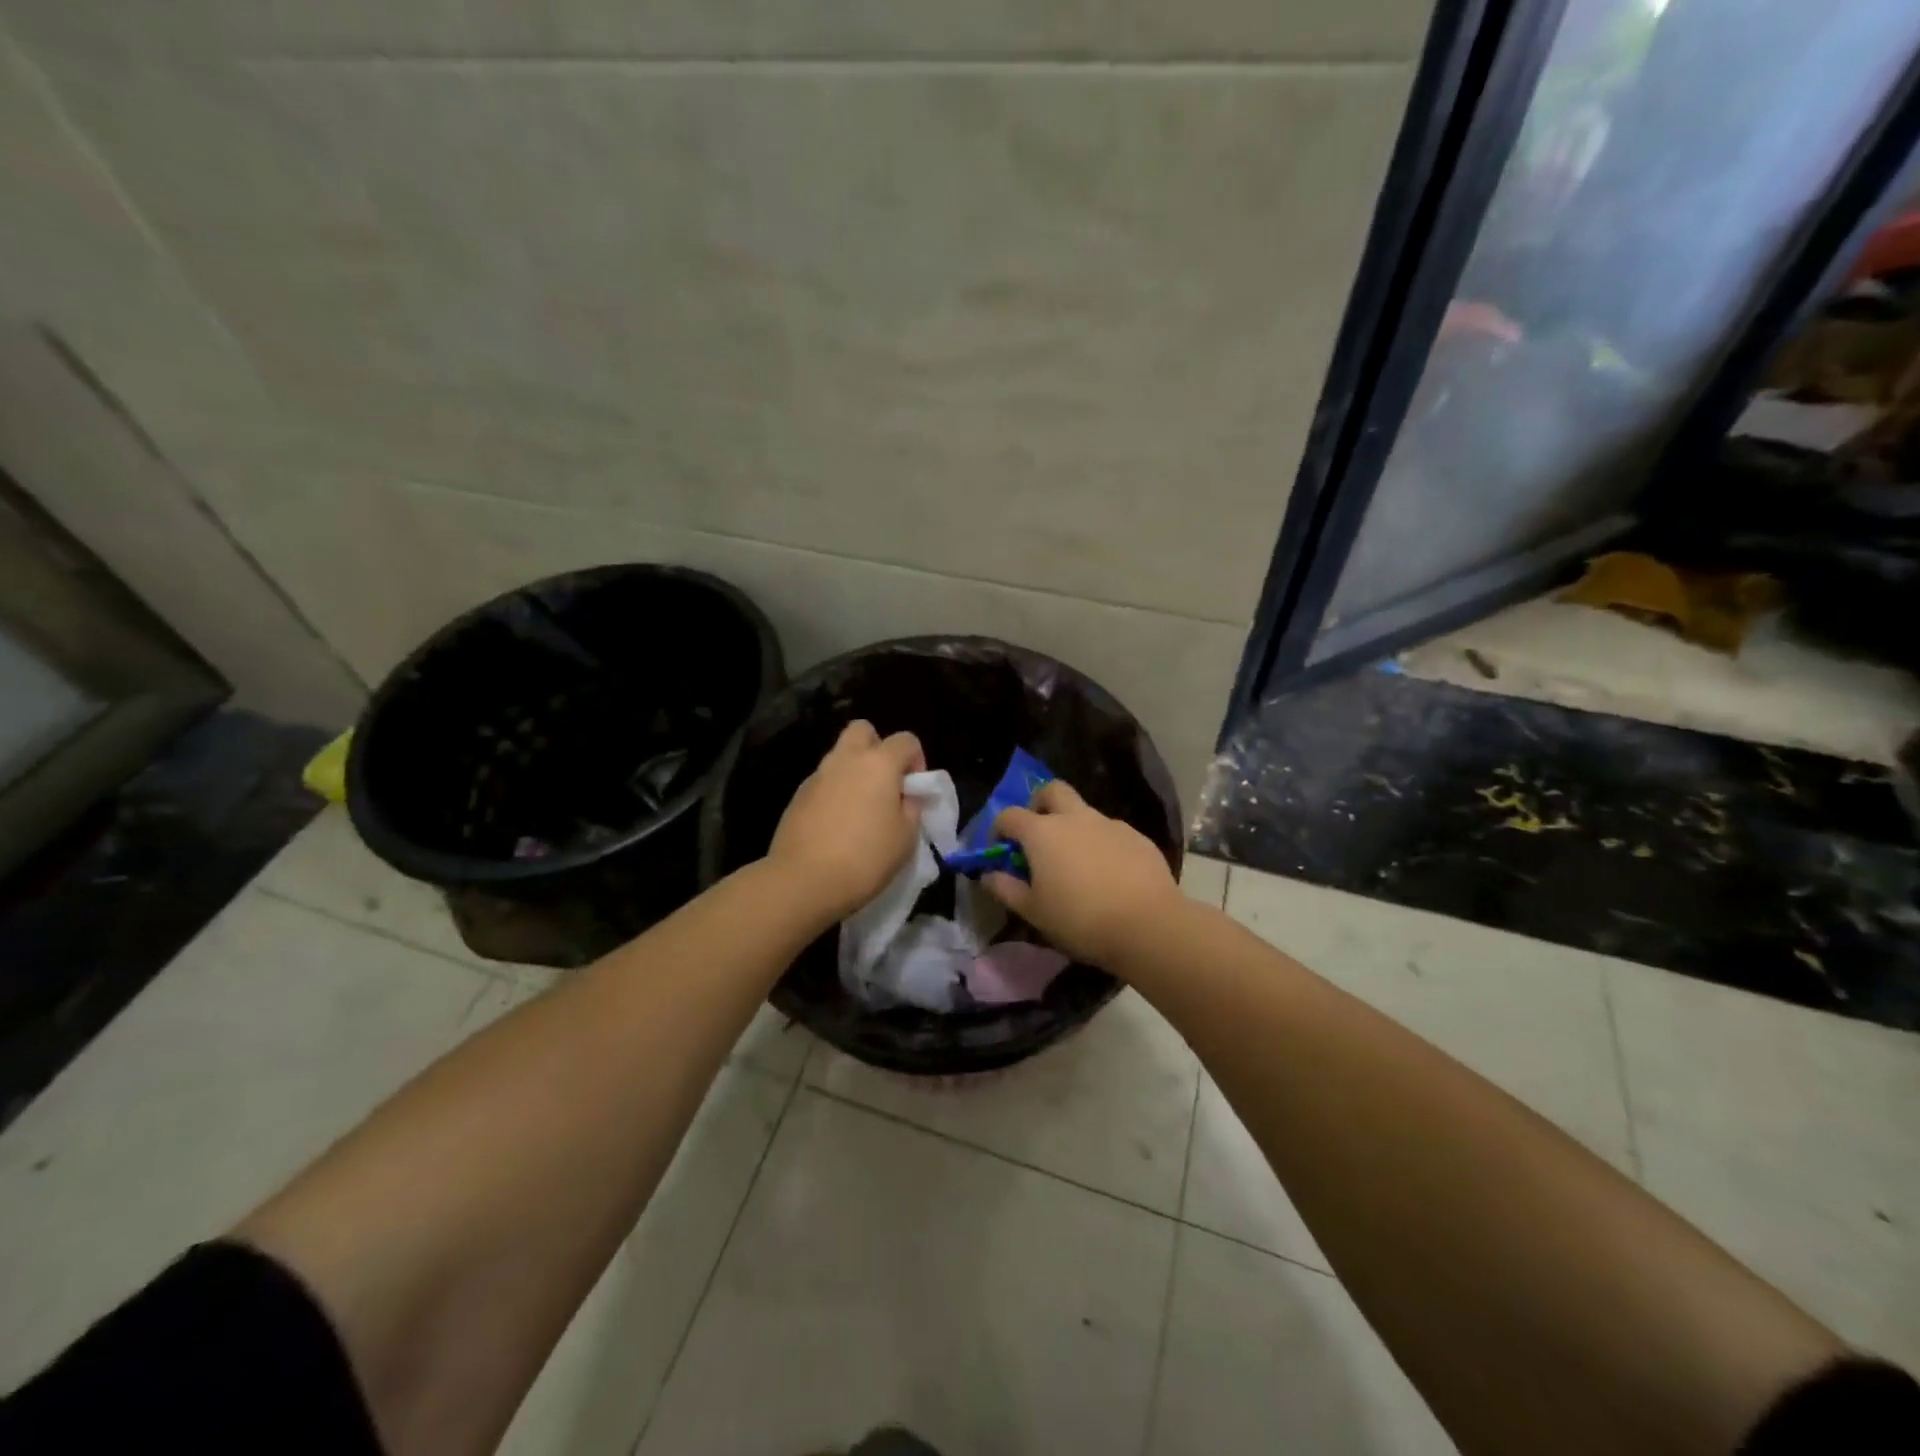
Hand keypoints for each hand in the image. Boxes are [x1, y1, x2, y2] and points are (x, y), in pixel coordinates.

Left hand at [768, 720, 926, 922]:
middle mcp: (846, 759)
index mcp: (879, 763)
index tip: (914, 790)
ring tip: (861, 810)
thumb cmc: (865, 858)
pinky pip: (823, 782)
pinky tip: (837, 826)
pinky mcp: (797, 796)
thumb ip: (912, 808)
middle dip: (877, 748)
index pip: (906, 740)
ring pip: (840, 757)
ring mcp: (817, 776)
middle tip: (885, 783)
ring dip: (854, 772)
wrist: (803, 881)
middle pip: (863, 731)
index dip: (916, 760)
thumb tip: (906, 796)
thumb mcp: (906, 837)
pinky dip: (834, 793)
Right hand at [982, 779, 1182, 968]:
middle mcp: (1075, 817)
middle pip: (1052, 791)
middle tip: (1039, 833)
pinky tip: (1109, 874)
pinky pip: (1111, 832)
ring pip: (1084, 812)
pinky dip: (1102, 844)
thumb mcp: (1033, 912)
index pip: (1009, 816)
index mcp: (1042, 832)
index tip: (1001, 850)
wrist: (1148, 925)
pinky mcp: (1137, 837)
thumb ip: (1006, 889)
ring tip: (1077, 864)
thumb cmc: (1080, 919)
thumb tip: (988, 875)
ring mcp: (1109, 824)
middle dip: (1040, 804)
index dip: (999, 829)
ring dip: (1074, 827)